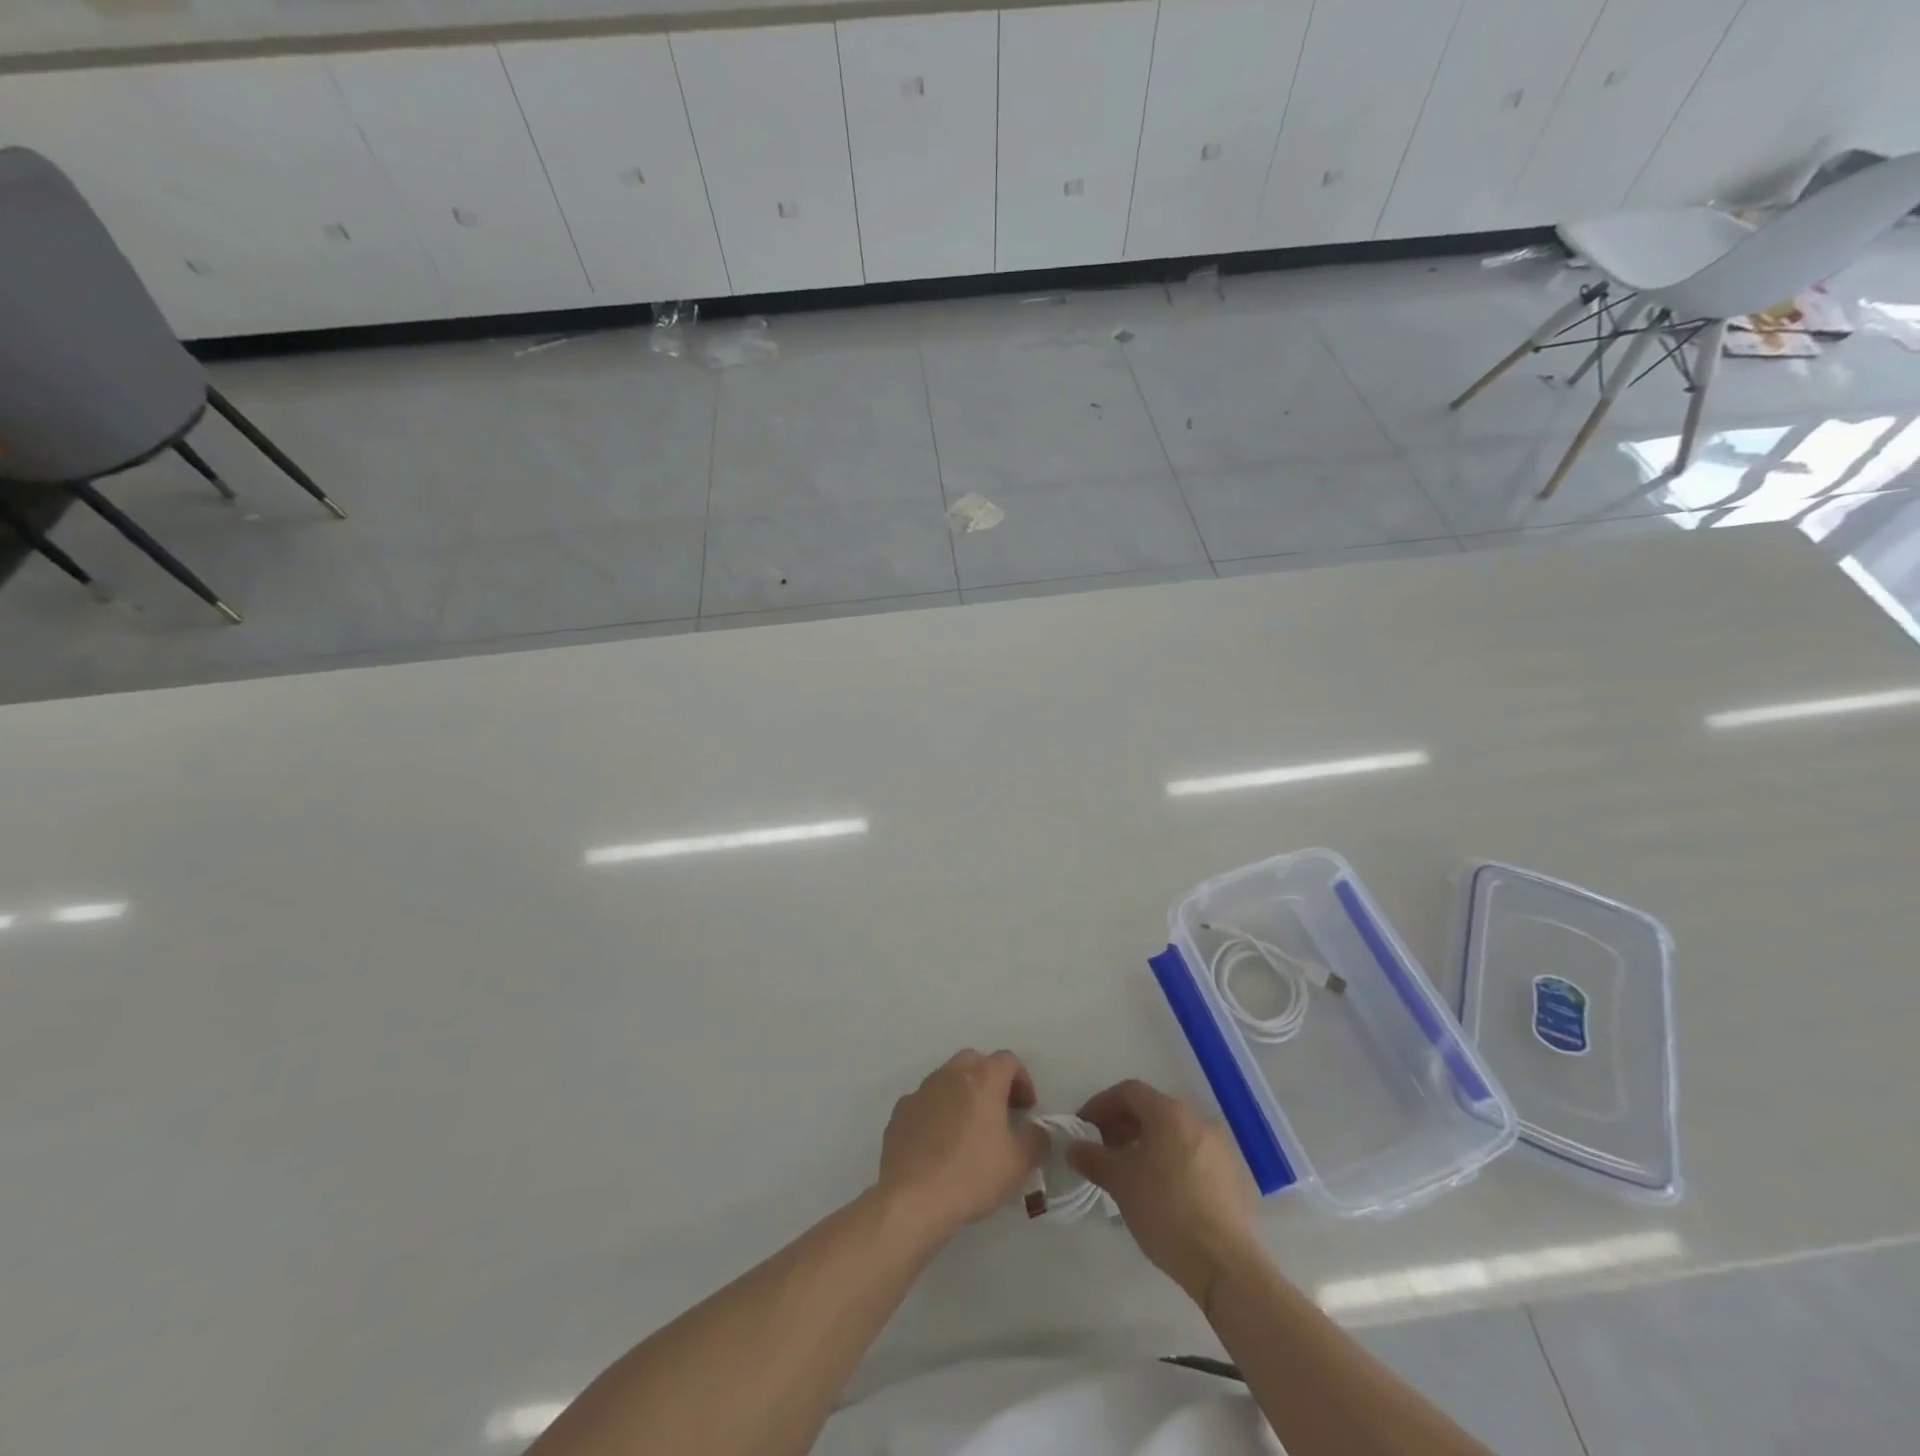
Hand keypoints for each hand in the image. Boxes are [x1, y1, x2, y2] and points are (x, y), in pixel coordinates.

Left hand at [877, 1050, 1048, 1240]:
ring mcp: (921, 1090)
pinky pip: (925, 1102)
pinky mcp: (900, 1112)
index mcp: (982, 1078)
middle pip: (975, 1061)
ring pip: (947, 1079)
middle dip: (990, 1080)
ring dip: (962, 1094)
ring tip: (969, 1130)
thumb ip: (1036, 1140)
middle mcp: (950, 1074)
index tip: (1026, 1109)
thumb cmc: (972, 1174)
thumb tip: (1037, 1131)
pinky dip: (937, 1113)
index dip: (1022, 1080)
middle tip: (999, 1112)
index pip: (1008, 1060)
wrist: (912, 1198)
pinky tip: (939, 1145)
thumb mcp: (1019, 1163)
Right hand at [1068, 1080, 1258, 1306]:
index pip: (1128, 1092)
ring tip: (1130, 1169)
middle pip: (1152, 1109)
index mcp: (1170, 1112)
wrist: (1224, 1263)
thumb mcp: (1120, 1183)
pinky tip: (1161, 1188)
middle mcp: (1198, 1118)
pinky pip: (1193, 1153)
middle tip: (1103, 1148)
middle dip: (1123, 1124)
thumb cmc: (1165, 1211)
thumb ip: (1093, 1158)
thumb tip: (1074, 1148)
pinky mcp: (1234, 1174)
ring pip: (1174, 1132)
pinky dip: (1171, 1159)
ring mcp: (1220, 1146)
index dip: (1101, 1105)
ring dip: (1147, 1142)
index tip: (1083, 1126)